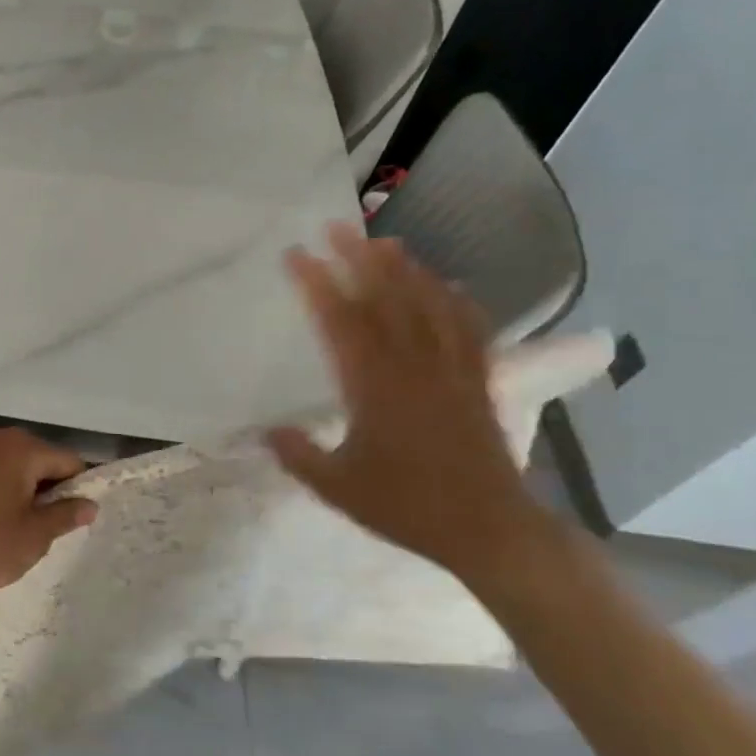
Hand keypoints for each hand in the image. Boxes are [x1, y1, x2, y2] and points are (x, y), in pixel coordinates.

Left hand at [0, 428, 97, 624]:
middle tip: (41, 531)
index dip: (77, 491)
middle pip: (39, 459)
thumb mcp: (33, 538)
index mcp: (22, 448)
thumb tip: (89, 504)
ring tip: (12, 531)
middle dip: (47, 490)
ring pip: (12, 467)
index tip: (71, 523)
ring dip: (21, 492)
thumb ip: (65, 516)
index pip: (69, 461)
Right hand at [267, 224, 552, 588]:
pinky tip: (448, 287)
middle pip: (387, 299)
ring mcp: (451, 371)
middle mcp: (414, 367)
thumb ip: (298, 455)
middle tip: (337, 227)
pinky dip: (457, 302)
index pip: (341, 321)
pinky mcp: (477, 382)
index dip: (317, 283)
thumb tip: (267, 430)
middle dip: (359, 259)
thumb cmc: (406, 507)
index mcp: (374, 387)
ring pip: (429, 306)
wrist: (488, 529)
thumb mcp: (336, 488)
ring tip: (385, 243)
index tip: (295, 256)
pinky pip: (469, 330)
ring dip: (406, 270)